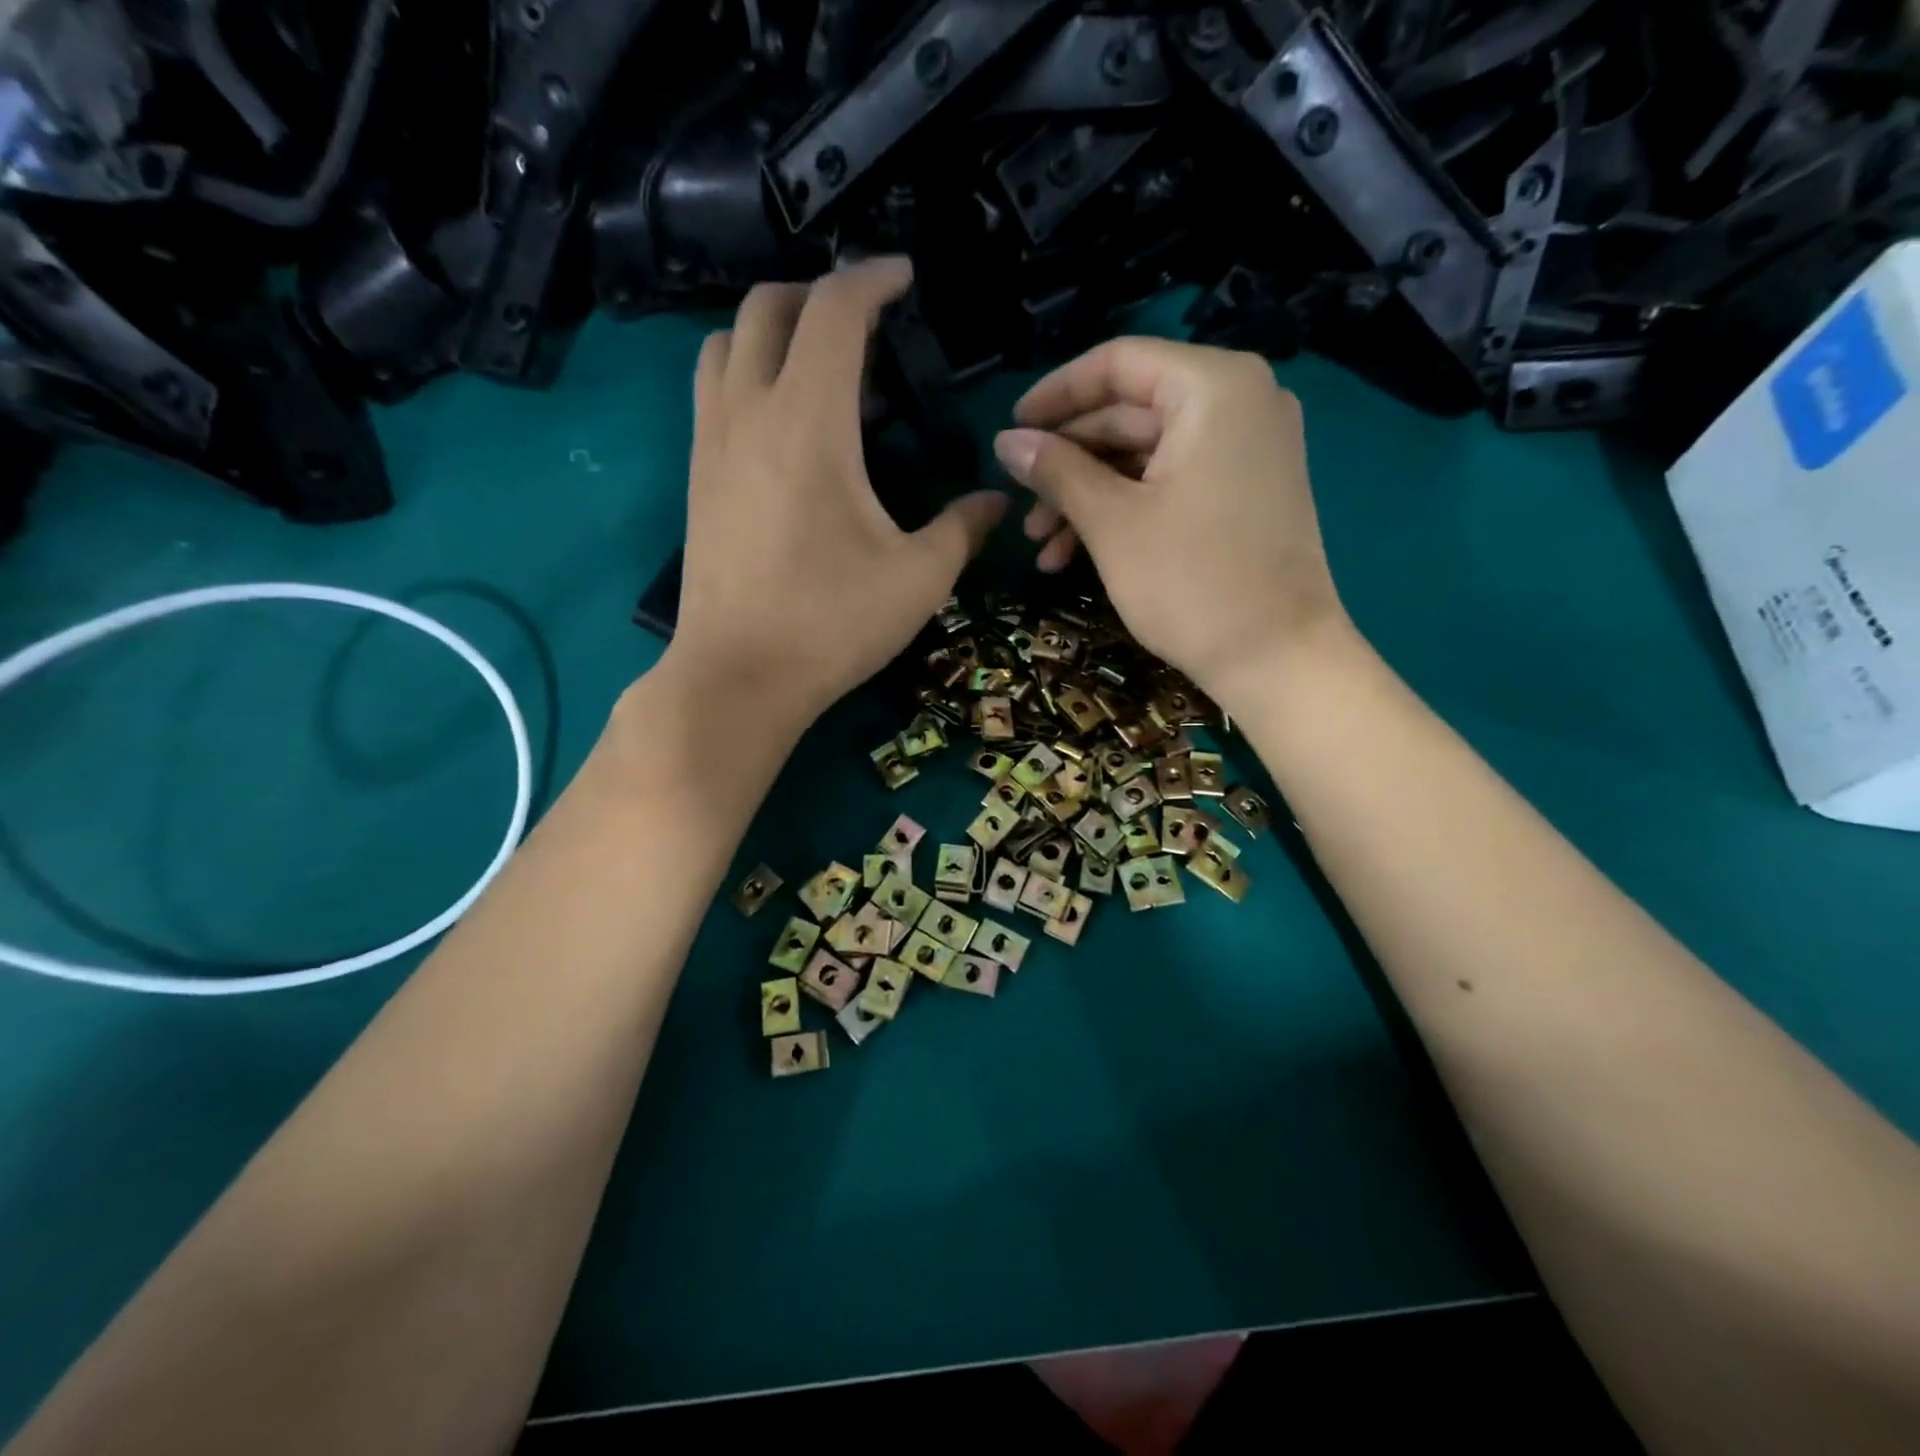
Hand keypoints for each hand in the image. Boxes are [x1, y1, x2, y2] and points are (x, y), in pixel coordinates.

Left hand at [667, 259, 1006, 726]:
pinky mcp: (696, 479)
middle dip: (816, 292)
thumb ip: (963, 528)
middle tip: (863, 318)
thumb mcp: (920, 578)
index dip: (872, 279)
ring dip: (769, 330)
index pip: (834, 310)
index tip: (904, 278)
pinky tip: (781, 420)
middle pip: (765, 307)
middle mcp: (749, 412)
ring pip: (723, 345)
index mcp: (809, 420)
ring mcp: (711, 444)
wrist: (739, 677)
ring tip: (815, 361)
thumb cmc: (833, 623)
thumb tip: (995, 501)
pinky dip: (744, 374)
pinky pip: (711, 393)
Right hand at [993, 337, 1348, 707]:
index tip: (1011, 430)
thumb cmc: (1191, 583)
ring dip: (1088, 497)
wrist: (1278, 658)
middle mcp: (1240, 401)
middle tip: (1020, 508)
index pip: (1118, 363)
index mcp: (1214, 387)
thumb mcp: (1111, 522)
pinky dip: (1126, 510)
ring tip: (1042, 549)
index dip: (1055, 395)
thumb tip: (1005, 441)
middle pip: (1130, 412)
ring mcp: (1248, 448)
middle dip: (1068, 465)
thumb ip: (1056, 470)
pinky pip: (1172, 481)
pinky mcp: (1247, 490)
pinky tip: (1077, 555)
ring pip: (1145, 455)